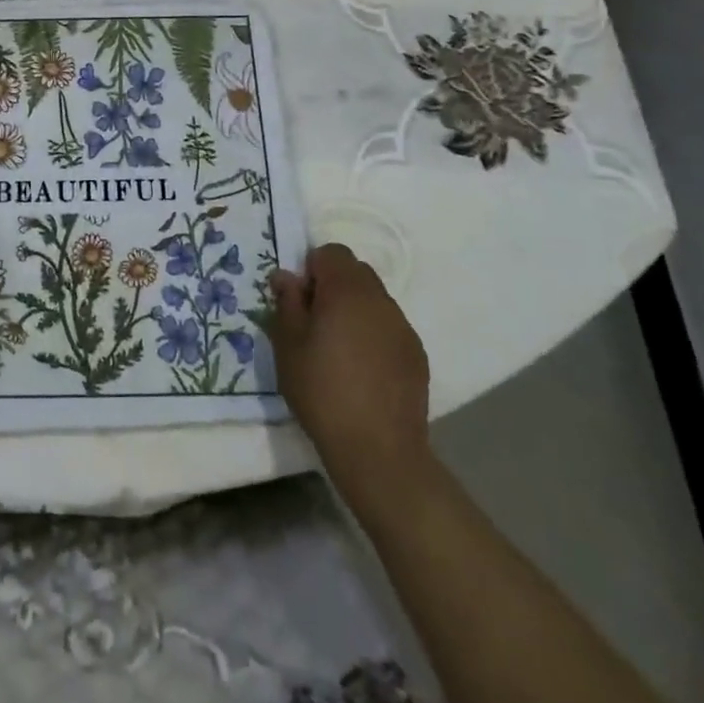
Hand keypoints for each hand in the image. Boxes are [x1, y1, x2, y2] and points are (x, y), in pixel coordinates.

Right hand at [268, 243, 430, 486]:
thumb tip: (286, 276)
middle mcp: (380, 300)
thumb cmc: (322, 391)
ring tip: (339, 348)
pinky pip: (389, 327)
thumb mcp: (288, 345)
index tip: (301, 300)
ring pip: (374, 299)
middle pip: (355, 272)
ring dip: (355, 309)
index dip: (312, 269)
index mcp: (346, 291)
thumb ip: (287, 302)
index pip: (331, 252)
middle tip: (315, 321)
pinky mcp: (417, 354)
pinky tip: (362, 369)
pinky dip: (373, 334)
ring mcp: (403, 327)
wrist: (378, 450)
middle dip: (334, 285)